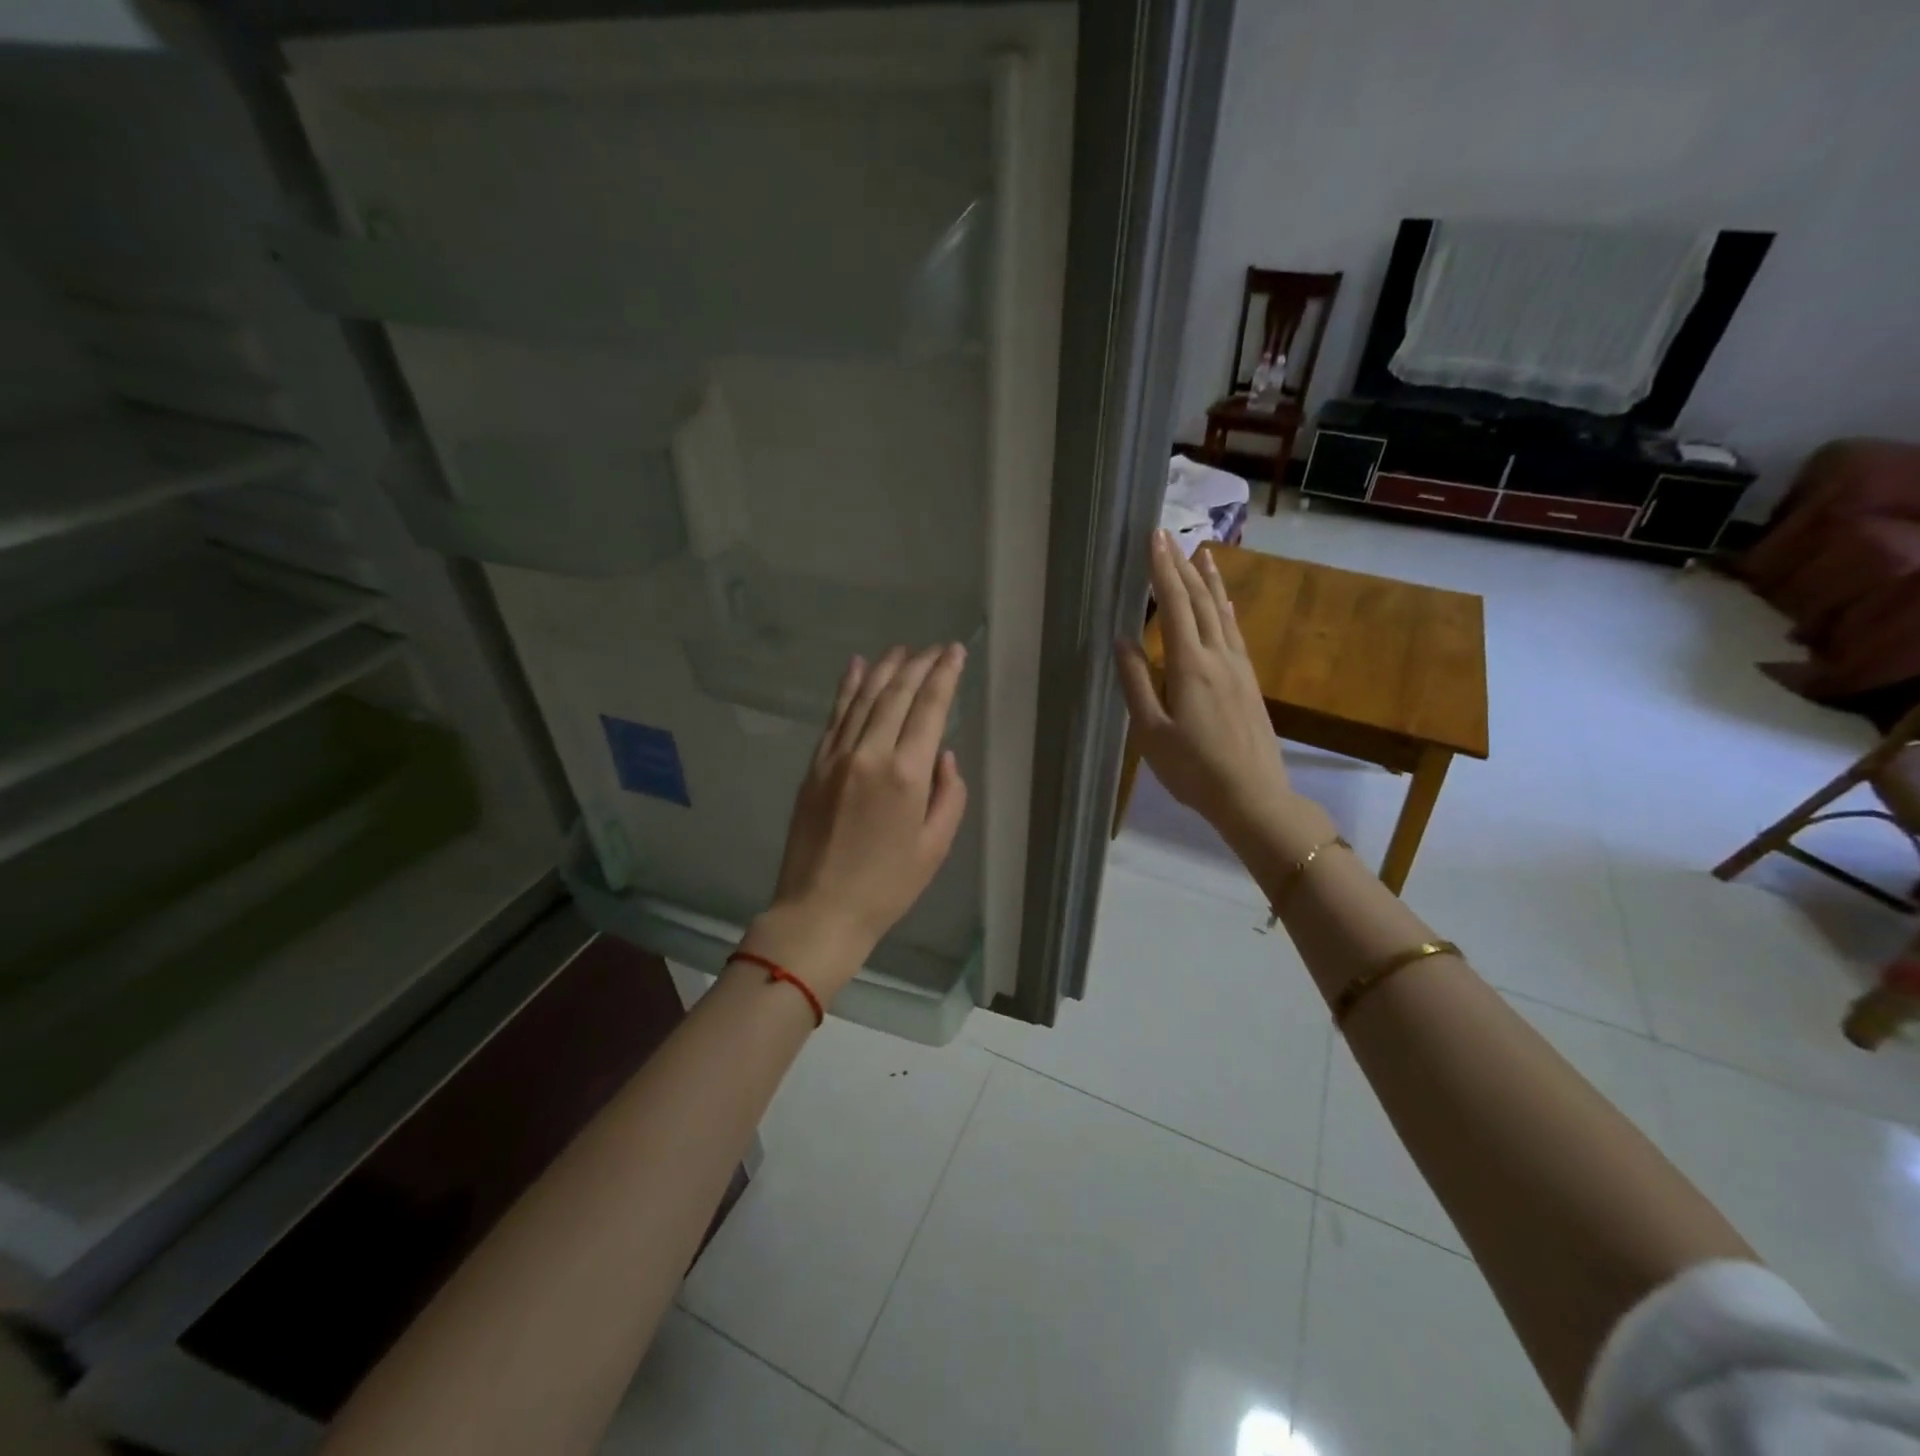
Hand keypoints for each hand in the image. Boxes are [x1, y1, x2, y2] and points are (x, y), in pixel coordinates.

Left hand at [751, 643, 969, 998]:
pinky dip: (847, 687)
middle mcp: (870, 753)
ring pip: (863, 697)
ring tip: (901, 649)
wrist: (820, 909)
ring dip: (884, 668)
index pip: (929, 708)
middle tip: (933, 647)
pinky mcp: (814, 766)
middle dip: (918, 664)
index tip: (954, 651)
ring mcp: (836, 757)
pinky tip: (856, 667)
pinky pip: (834, 716)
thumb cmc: (888, 885)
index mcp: (906, 775)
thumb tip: (943, 755)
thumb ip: (949, 794)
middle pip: (896, 694)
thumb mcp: (936, 846)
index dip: (944, 675)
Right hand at [1115, 532, 1306, 849]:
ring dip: (1210, 582)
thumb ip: (1136, 683)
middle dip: (1182, 566)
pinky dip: (1226, 610)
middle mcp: (1218, 657)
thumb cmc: (1193, 770)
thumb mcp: (1151, 732)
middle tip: (1169, 536)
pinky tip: (1224, 604)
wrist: (1253, 796)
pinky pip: (1235, 633)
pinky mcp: (1250, 683)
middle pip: (1200, 601)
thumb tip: (1122, 640)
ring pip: (1222, 613)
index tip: (1153, 538)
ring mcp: (1239, 668)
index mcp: (1190, 666)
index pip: (1174, 606)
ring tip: (1202, 554)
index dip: (1163, 571)